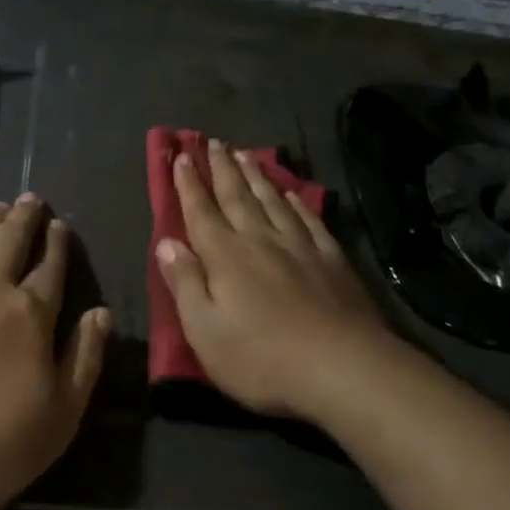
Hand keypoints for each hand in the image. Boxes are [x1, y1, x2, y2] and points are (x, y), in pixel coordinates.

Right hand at [155, 141, 394, 420]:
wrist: (343, 367)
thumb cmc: (263, 358)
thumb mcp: (205, 331)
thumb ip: (185, 283)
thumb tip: (166, 243)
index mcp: (225, 256)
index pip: (201, 211)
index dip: (189, 184)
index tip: (183, 156)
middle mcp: (260, 239)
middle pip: (237, 196)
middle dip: (222, 168)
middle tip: (214, 141)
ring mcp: (299, 246)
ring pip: (272, 200)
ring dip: (256, 176)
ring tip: (246, 154)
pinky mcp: (331, 258)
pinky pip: (308, 219)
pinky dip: (296, 202)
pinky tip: (291, 193)